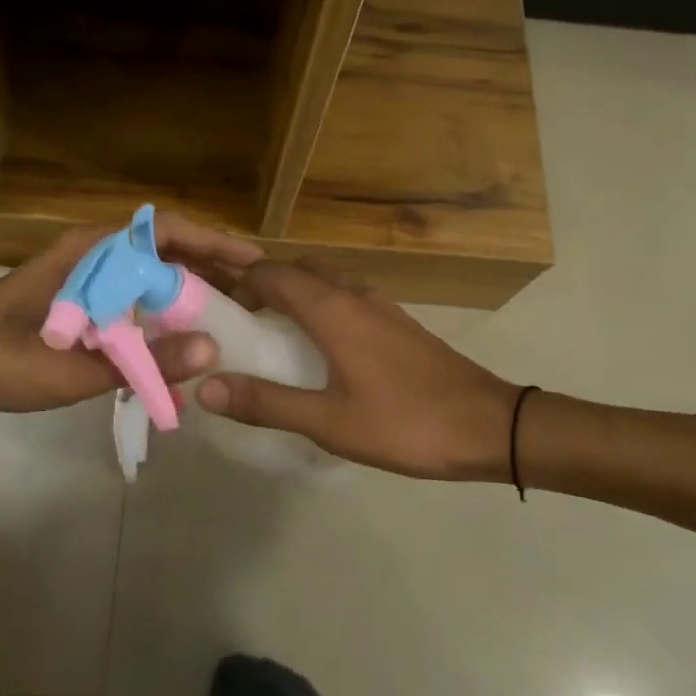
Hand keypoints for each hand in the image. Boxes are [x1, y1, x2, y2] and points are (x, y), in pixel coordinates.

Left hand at [0, 214, 265, 429]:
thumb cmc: (1, 362)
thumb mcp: (75, 368)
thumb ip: (144, 361)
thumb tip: (213, 350)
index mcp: (89, 252)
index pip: (164, 231)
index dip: (213, 242)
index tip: (253, 262)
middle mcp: (90, 256)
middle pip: (162, 251)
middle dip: (208, 268)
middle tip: (251, 295)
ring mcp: (82, 279)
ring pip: (147, 275)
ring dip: (185, 291)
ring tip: (226, 316)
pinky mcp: (75, 304)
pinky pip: (129, 298)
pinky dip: (158, 313)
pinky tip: (176, 342)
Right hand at [195, 260, 522, 481]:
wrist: (489, 425)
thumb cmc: (405, 422)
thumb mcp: (329, 422)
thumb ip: (266, 403)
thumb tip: (206, 387)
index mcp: (331, 309)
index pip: (270, 273)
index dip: (237, 285)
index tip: (215, 311)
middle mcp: (353, 294)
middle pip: (297, 270)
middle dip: (264, 286)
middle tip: (241, 325)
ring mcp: (380, 304)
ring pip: (325, 280)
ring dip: (295, 294)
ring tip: (274, 334)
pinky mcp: (397, 321)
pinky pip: (346, 296)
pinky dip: (322, 305)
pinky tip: (321, 348)